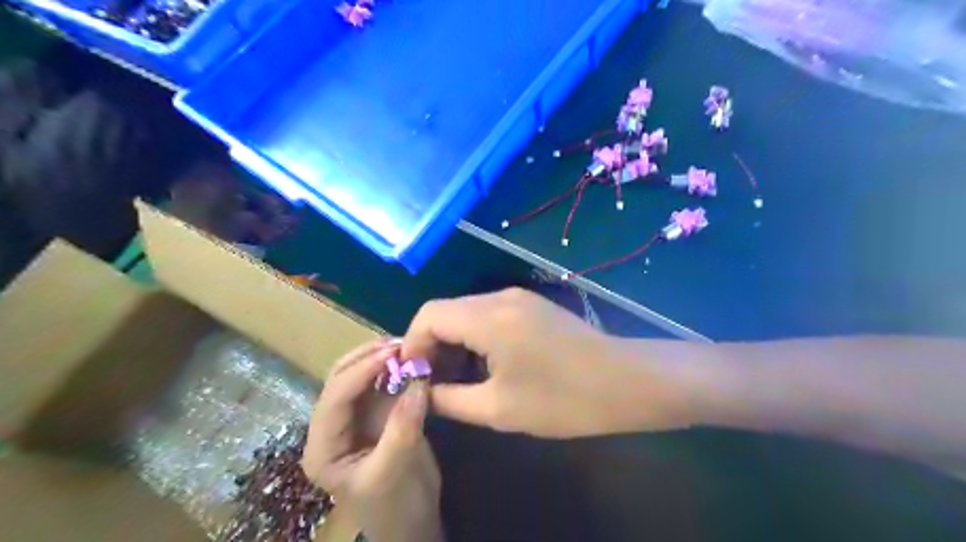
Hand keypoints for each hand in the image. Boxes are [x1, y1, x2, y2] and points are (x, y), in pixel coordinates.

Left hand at [301, 341, 444, 541]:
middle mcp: (334, 427)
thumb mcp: (392, 474)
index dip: (360, 372)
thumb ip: (402, 429)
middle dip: (367, 358)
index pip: (334, 399)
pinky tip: (411, 360)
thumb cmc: (395, 508)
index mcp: (323, 447)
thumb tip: (418, 383)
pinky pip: (384, 384)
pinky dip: (396, 369)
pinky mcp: (379, 414)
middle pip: (341, 381)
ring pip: (361, 377)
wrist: (414, 523)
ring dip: (381, 359)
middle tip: (399, 343)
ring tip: (406, 346)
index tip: (391, 353)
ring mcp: (357, 418)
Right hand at [402, 290, 693, 436]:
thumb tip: (422, 393)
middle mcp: (500, 297)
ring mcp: (519, 298)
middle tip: (432, 382)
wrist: (626, 382)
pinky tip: (484, 364)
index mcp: (488, 318)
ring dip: (454, 340)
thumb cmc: (563, 400)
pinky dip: (475, 336)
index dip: (412, 343)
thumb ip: (450, 400)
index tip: (413, 376)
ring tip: (455, 378)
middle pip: (446, 310)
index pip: (428, 314)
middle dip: (432, 344)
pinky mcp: (532, 305)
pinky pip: (488, 314)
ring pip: (467, 311)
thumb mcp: (499, 408)